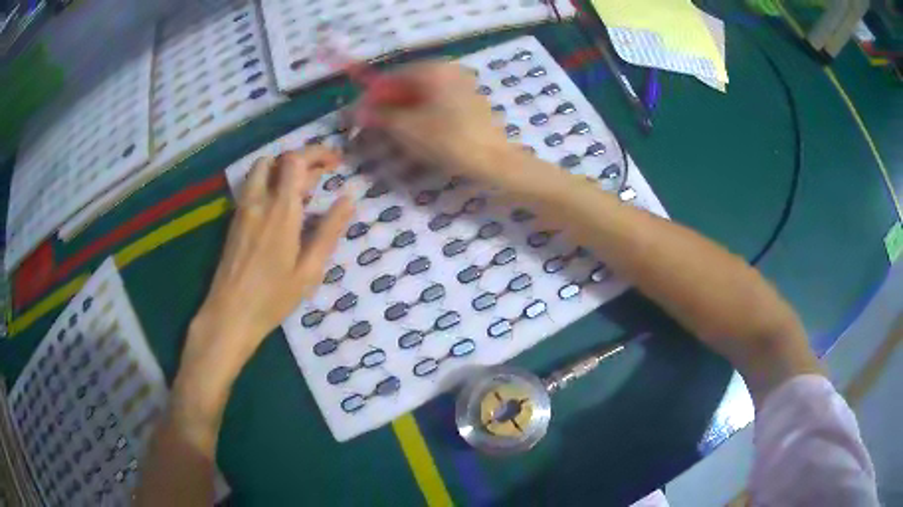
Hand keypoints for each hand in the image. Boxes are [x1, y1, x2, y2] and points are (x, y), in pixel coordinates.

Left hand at [172, 149, 352, 453]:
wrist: (230, 313)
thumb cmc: (273, 297)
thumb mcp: (309, 269)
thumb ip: (329, 230)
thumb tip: (349, 199)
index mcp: (281, 211)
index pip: (295, 161)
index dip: (317, 153)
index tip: (335, 163)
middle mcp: (259, 201)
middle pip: (278, 159)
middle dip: (303, 158)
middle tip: (323, 175)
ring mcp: (243, 208)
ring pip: (261, 169)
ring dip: (284, 169)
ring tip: (304, 189)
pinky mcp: (234, 218)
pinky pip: (253, 186)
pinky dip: (271, 182)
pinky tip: (283, 206)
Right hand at [356, 62, 541, 192]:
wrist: (493, 161)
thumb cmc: (447, 140)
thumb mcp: (406, 128)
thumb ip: (379, 115)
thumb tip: (357, 112)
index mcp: (433, 69)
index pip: (391, 77)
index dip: (371, 97)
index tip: (357, 116)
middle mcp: (449, 69)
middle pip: (407, 84)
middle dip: (387, 104)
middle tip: (373, 126)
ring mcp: (463, 84)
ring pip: (423, 93)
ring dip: (403, 110)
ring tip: (391, 132)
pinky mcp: (471, 100)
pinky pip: (438, 101)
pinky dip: (422, 112)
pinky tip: (415, 131)